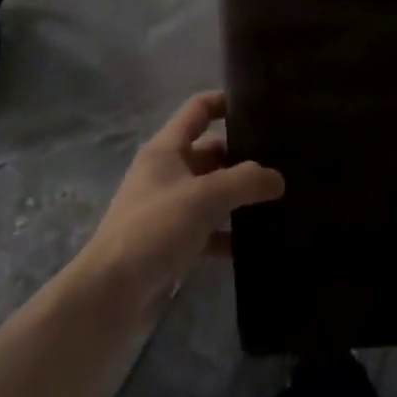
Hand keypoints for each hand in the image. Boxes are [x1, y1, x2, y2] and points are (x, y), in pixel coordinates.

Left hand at [70, 92, 282, 325]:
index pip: (198, 110)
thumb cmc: (153, 229)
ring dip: (239, 197)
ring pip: (211, 192)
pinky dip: (229, 234)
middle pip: (210, 153)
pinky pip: (208, 229)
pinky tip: (257, 243)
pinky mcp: (172, 242)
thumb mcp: (202, 198)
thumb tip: (277, 178)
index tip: (260, 106)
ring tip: (281, 199)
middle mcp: (166, 172)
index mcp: (166, 149)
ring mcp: (169, 208)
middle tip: (284, 160)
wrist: (112, 293)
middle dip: (242, 156)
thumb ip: (243, 182)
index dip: (225, 102)